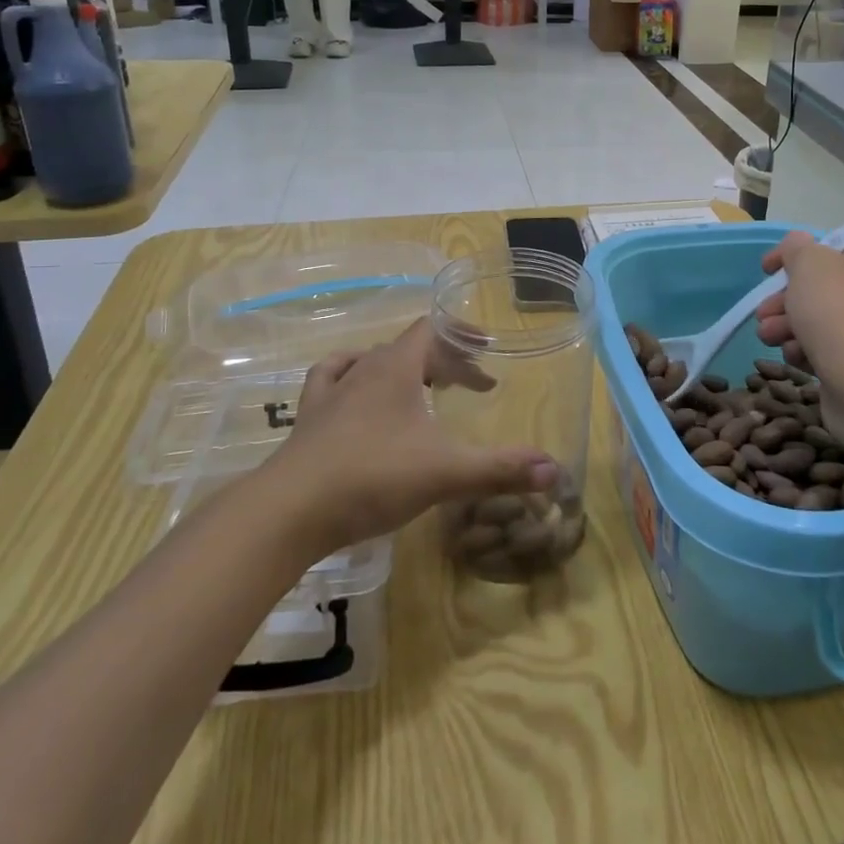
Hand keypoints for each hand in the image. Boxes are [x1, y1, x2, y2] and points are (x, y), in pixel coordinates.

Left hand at [262, 318, 555, 551]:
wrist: (288, 513)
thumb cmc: (372, 477)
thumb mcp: (446, 472)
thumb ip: (501, 470)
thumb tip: (555, 471)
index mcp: (396, 367)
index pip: (433, 331)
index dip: (462, 337)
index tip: (488, 355)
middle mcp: (362, 370)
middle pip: (408, 349)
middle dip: (443, 363)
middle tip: (470, 388)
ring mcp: (329, 395)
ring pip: (369, 364)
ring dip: (400, 371)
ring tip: (419, 389)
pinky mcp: (307, 422)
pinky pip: (329, 384)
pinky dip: (348, 381)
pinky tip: (354, 397)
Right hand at [755, 230, 843, 382]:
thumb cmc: (840, 313)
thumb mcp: (810, 263)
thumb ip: (796, 247)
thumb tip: (797, 249)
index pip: (832, 245)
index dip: (795, 253)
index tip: (767, 269)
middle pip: (820, 285)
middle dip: (784, 298)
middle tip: (764, 312)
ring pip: (818, 318)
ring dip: (786, 325)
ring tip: (769, 337)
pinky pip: (825, 348)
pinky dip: (804, 350)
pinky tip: (794, 357)